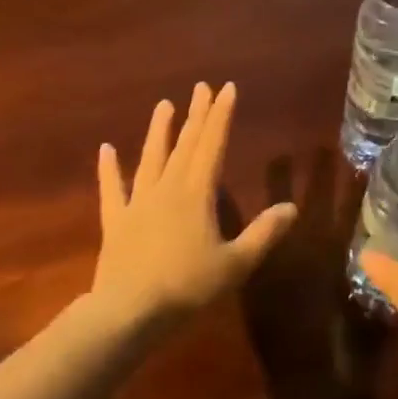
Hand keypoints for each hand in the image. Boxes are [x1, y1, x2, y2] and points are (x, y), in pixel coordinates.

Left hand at [91, 83, 297, 330]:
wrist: (129, 311)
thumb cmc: (188, 287)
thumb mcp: (236, 264)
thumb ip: (264, 234)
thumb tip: (291, 208)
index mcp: (197, 194)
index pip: (213, 146)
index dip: (221, 116)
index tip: (226, 89)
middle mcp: (167, 189)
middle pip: (185, 145)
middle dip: (196, 115)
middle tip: (201, 87)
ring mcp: (138, 203)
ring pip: (151, 159)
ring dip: (158, 132)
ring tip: (163, 105)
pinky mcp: (116, 221)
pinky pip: (112, 189)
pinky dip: (109, 170)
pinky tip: (106, 150)